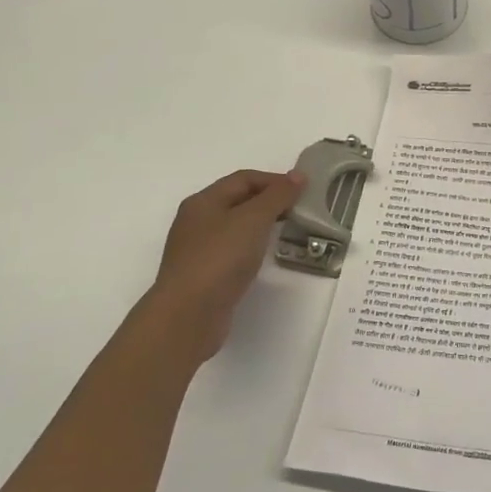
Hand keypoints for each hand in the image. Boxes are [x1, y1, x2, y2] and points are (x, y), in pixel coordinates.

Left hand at [149, 169, 304, 365]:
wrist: (187, 316)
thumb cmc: (220, 258)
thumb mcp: (253, 219)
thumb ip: (277, 195)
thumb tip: (298, 175)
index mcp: (203, 201)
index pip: (243, 178)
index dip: (274, 180)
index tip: (303, 190)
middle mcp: (196, 221)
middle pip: (238, 200)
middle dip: (269, 201)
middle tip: (298, 210)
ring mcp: (197, 250)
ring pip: (235, 227)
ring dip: (261, 225)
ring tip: (286, 231)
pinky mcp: (203, 275)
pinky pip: (232, 251)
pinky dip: (251, 247)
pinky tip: (263, 257)